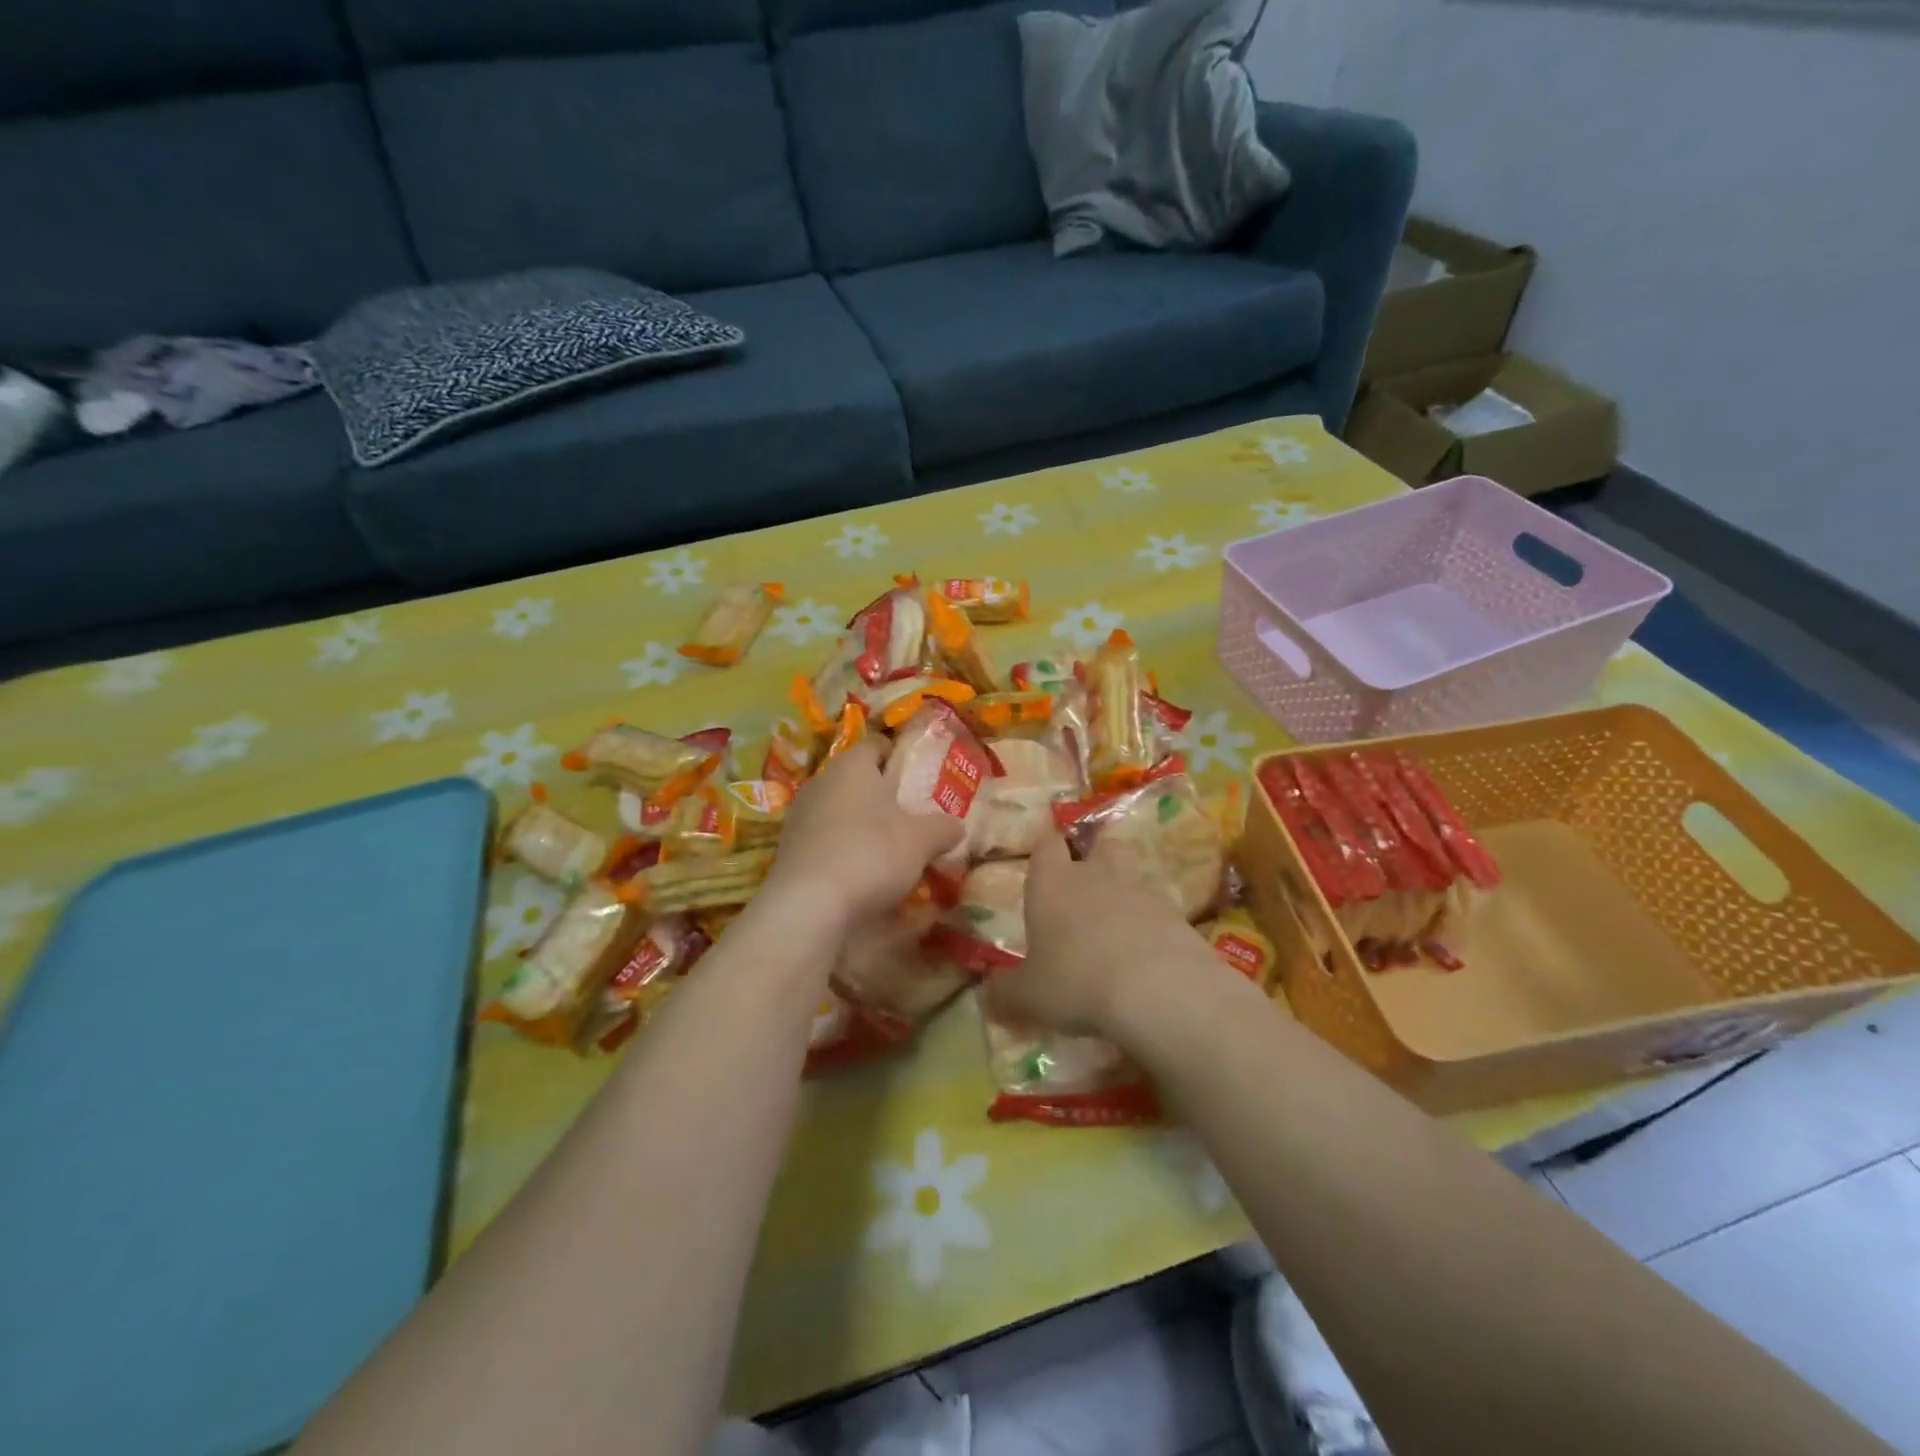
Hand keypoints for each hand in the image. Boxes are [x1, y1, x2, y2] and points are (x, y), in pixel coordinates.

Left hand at [760, 736, 964, 933]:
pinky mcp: (789, 852)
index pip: (876, 744)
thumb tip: (956, 826)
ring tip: (892, 850)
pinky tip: (864, 876)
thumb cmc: (870, 854)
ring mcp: (800, 818)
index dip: (897, 754)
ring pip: (840, 812)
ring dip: (863, 826)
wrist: (808, 906)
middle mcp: (821, 783)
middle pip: (856, 780)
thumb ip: (942, 828)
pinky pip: (826, 842)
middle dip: (882, 795)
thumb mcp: (921, 840)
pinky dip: (845, 852)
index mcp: (852, 766)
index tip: (918, 774)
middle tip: (912, 815)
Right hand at [985, 831, 1213, 1040]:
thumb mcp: (1028, 997)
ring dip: (1125, 894)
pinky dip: (1152, 925)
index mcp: (1052, 882)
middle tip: (1087, 892)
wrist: (1156, 988)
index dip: (1046, 852)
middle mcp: (1096, 874)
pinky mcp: (1176, 913)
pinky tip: (1147, 956)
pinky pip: (1159, 910)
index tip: (1044, 869)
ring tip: (1118, 930)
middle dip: (1095, 860)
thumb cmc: (1075, 981)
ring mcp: (1141, 889)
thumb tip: (986, 994)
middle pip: (1100, 845)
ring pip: (1133, 874)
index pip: (1047, 844)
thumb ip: (1004, 993)